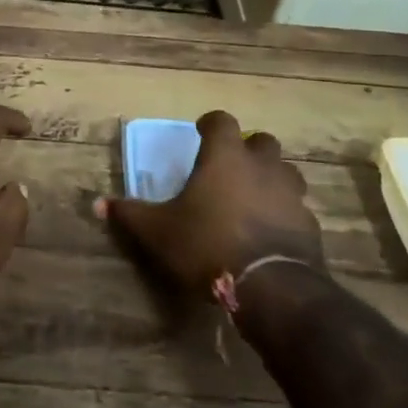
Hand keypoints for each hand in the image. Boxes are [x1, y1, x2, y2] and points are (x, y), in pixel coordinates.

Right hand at [98, 110, 321, 292]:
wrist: (271, 286)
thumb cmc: (207, 244)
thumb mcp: (158, 231)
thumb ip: (130, 214)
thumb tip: (98, 204)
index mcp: (225, 157)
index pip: (222, 121)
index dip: (211, 123)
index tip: (201, 132)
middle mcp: (262, 166)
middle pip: (263, 142)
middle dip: (248, 149)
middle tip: (231, 166)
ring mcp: (291, 194)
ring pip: (286, 173)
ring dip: (271, 179)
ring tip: (253, 197)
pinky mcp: (309, 224)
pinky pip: (296, 208)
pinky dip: (284, 213)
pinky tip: (269, 231)